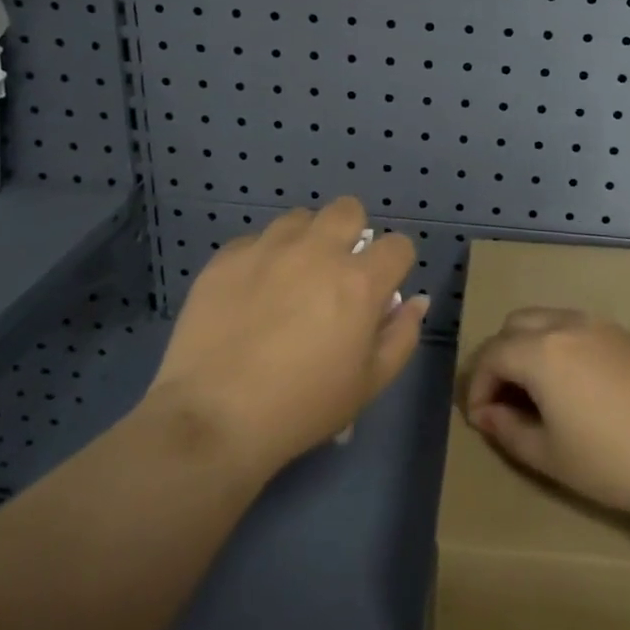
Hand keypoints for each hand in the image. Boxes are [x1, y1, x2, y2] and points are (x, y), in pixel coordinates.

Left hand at [150, 199, 427, 476]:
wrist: (213, 419)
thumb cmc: (303, 407)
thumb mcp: (369, 384)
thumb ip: (401, 335)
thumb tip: (416, 300)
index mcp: (359, 281)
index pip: (398, 245)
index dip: (395, 265)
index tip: (382, 288)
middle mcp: (317, 251)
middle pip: (348, 209)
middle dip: (352, 232)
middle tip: (337, 270)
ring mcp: (268, 249)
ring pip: (299, 218)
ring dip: (305, 240)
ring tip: (291, 276)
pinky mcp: (226, 258)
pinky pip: (255, 240)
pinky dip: (262, 257)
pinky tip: (251, 292)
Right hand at [462, 307, 629, 525]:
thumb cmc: (612, 461)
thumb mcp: (549, 456)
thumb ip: (508, 429)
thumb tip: (487, 413)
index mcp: (541, 350)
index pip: (492, 355)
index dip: (477, 386)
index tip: (480, 419)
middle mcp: (566, 324)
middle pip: (515, 325)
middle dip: (500, 358)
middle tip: (504, 399)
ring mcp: (600, 325)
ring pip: (547, 320)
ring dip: (530, 346)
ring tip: (536, 391)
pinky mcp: (626, 335)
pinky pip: (577, 327)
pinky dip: (559, 345)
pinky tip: (573, 384)